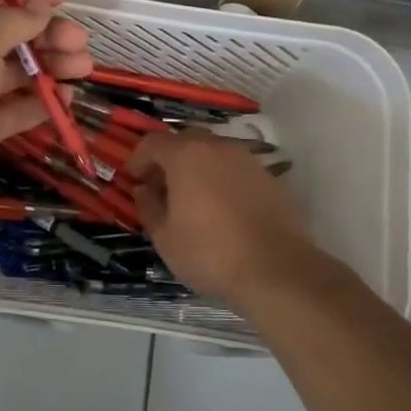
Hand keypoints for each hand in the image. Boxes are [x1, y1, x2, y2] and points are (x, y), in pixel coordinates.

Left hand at [0, 0, 92, 225]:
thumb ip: (13, 22)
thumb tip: (40, 7)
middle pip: (14, 34)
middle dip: (49, 33)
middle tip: (80, 43)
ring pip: (21, 70)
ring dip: (53, 66)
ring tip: (83, 69)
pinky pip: (20, 107)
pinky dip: (44, 101)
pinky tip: (68, 98)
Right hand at [126, 132, 320, 302]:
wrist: (276, 269)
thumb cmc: (210, 252)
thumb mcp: (165, 237)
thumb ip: (149, 207)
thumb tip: (145, 190)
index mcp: (185, 155)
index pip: (153, 142)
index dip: (139, 158)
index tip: (134, 178)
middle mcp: (217, 147)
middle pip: (185, 140)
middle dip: (168, 159)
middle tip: (161, 186)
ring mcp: (246, 159)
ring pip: (213, 152)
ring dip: (197, 167)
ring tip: (192, 198)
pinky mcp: (268, 177)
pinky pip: (235, 168)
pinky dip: (222, 178)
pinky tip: (222, 208)